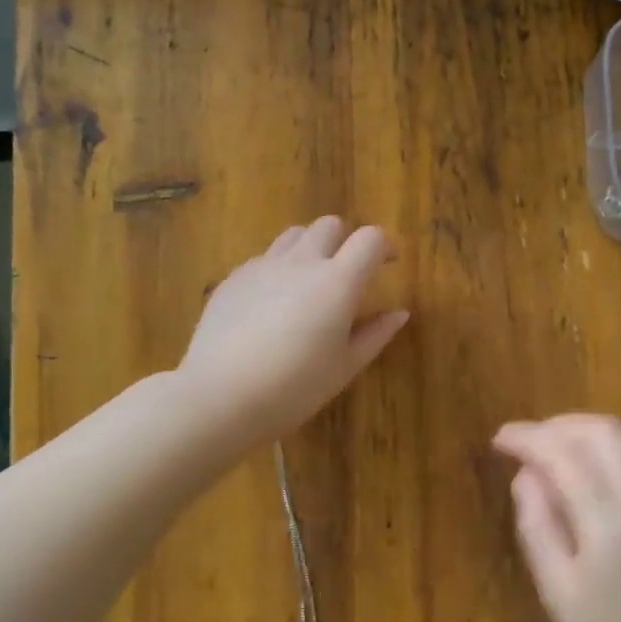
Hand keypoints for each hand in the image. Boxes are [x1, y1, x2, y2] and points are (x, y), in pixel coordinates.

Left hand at [178, 217, 408, 447]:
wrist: (220, 396)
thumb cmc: (294, 388)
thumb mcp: (345, 367)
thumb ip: (376, 335)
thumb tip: (400, 313)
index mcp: (338, 282)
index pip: (370, 239)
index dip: (384, 246)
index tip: (389, 263)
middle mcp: (302, 262)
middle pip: (329, 225)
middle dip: (345, 240)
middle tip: (348, 271)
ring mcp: (263, 266)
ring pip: (294, 235)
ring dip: (310, 247)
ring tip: (310, 280)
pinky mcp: (234, 278)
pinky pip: (264, 258)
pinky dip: (279, 268)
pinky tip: (273, 302)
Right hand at [494, 415, 620, 621]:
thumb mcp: (558, 594)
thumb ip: (538, 526)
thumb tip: (525, 475)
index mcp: (609, 521)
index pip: (563, 454)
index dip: (528, 438)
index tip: (499, 438)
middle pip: (601, 432)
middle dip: (558, 426)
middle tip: (526, 442)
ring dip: (587, 430)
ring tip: (554, 447)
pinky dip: (616, 444)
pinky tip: (595, 463)